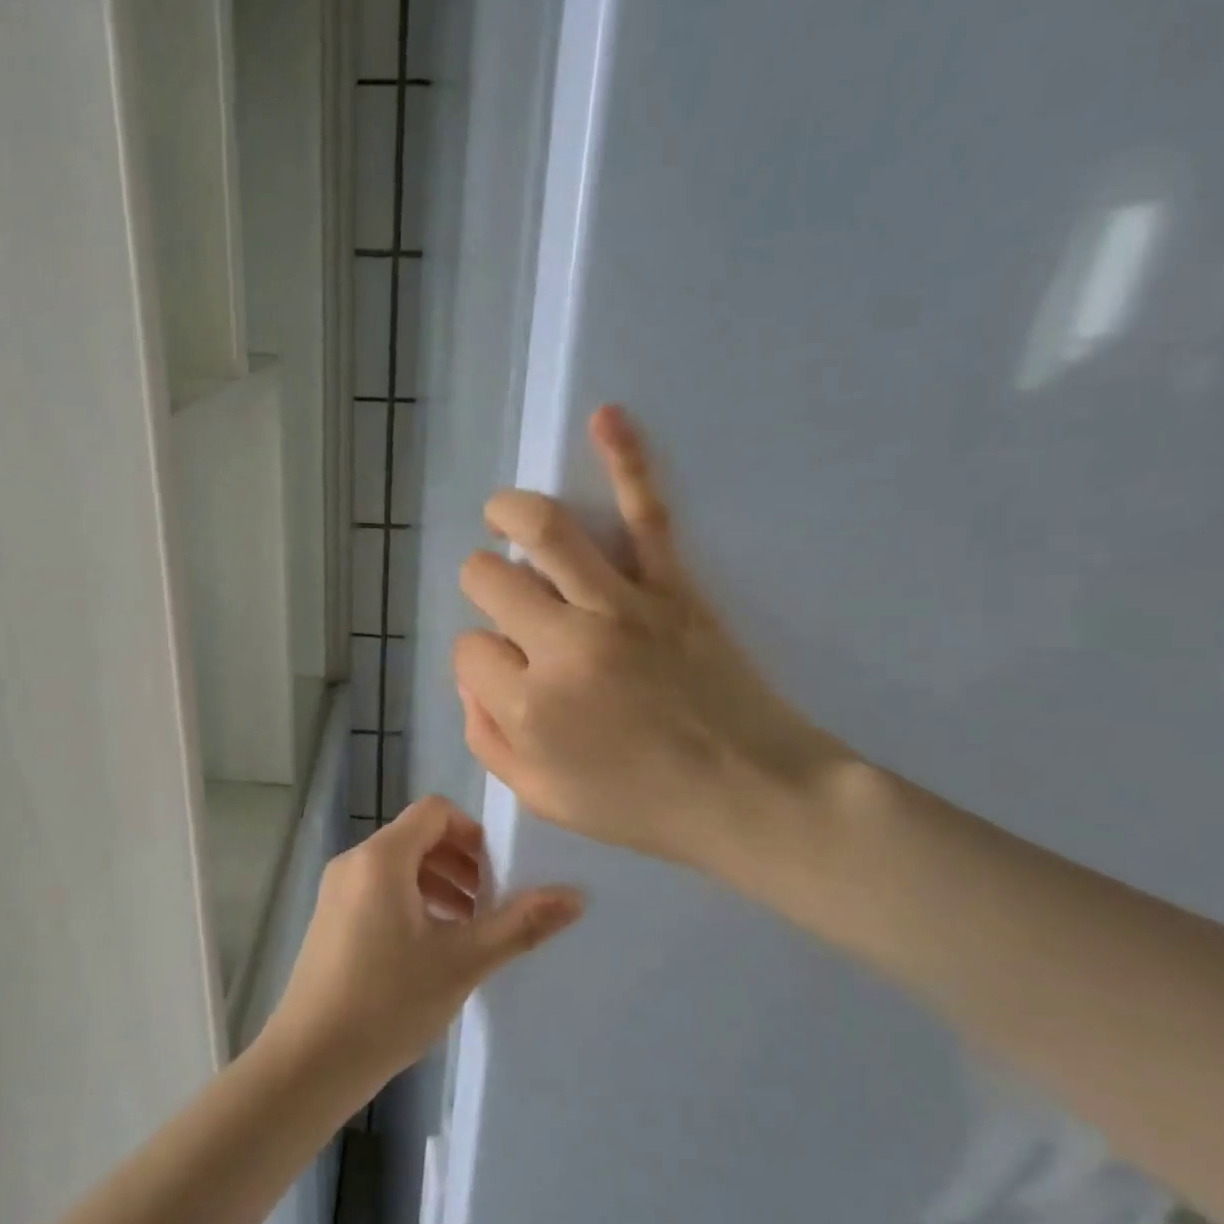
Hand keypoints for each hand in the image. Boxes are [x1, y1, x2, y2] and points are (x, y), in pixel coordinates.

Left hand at [264, 796, 582, 1097]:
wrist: (310, 1061)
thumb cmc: (388, 1002)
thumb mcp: (462, 962)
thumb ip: (519, 925)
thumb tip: (575, 895)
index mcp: (382, 857)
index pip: (434, 811)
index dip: (472, 832)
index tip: (499, 872)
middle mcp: (355, 861)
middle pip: (417, 837)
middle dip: (460, 862)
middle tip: (491, 903)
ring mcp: (337, 890)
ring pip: (398, 866)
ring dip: (439, 883)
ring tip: (469, 928)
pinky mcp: (330, 918)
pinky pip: (379, 889)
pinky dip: (412, 901)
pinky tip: (432, 947)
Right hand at [453, 405, 852, 885]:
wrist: (753, 795)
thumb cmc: (644, 807)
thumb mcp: (544, 799)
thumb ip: (488, 740)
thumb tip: (471, 679)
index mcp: (529, 706)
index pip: (469, 650)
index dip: (480, 660)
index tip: (507, 675)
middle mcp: (563, 645)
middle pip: (489, 580)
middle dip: (484, 587)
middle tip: (507, 603)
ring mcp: (620, 607)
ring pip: (545, 531)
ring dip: (509, 512)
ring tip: (500, 513)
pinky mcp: (673, 586)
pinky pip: (646, 514)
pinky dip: (628, 459)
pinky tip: (607, 417)